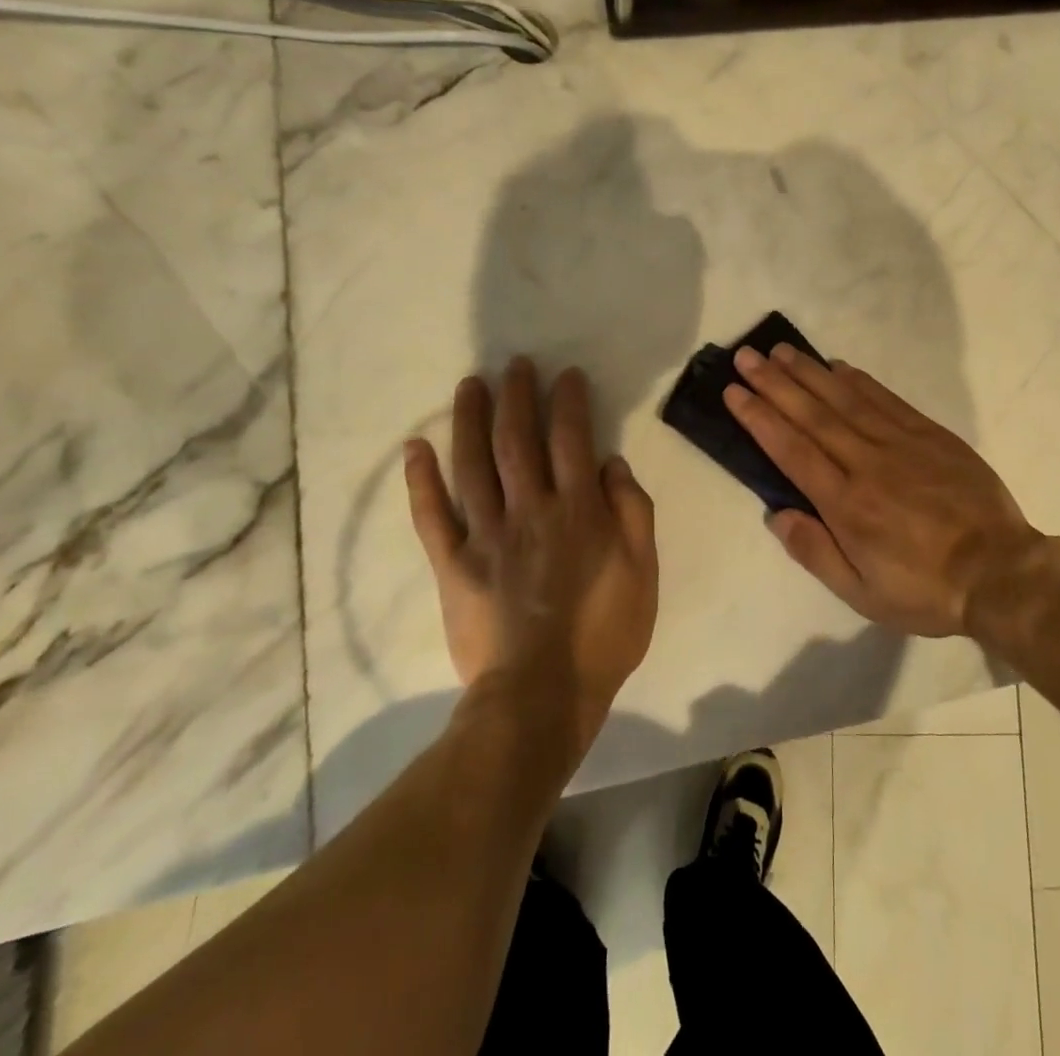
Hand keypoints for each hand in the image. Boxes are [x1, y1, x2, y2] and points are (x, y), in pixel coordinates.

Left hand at [404, 359, 658, 757]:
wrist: (542, 695)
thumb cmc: (604, 634)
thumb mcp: (644, 572)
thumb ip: (633, 512)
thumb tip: (612, 464)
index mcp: (578, 511)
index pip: (572, 439)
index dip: (568, 401)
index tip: (564, 374)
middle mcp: (530, 510)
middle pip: (518, 440)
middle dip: (517, 396)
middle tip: (514, 364)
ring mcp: (486, 535)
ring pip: (473, 465)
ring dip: (470, 420)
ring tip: (470, 385)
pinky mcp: (453, 565)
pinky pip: (432, 517)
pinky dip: (421, 481)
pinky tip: (415, 449)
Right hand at [723, 344, 1047, 636]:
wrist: (1001, 572)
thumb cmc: (925, 589)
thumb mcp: (862, 593)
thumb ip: (815, 552)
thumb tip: (776, 514)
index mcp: (846, 504)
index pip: (792, 450)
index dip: (759, 417)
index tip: (734, 391)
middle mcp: (867, 464)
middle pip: (812, 415)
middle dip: (775, 383)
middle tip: (746, 356)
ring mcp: (901, 443)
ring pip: (845, 399)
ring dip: (810, 372)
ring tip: (781, 350)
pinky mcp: (930, 435)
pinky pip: (887, 399)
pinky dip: (859, 380)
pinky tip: (839, 366)